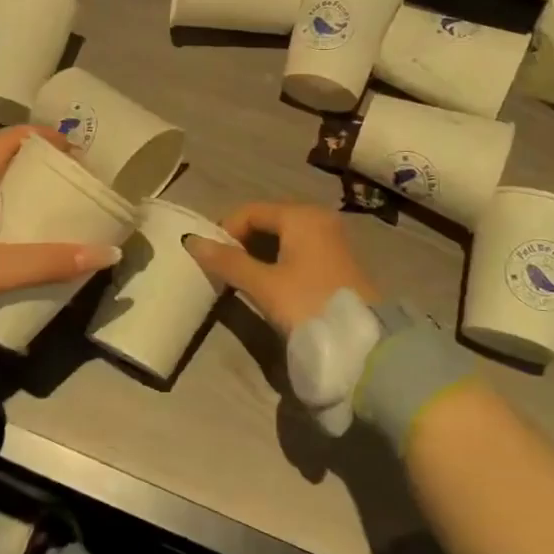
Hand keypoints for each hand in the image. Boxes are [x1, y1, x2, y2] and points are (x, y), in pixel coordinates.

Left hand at [0, 126, 122, 327]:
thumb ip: (47, 262)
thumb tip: (107, 252)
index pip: (9, 141)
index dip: (43, 137)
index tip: (77, 150)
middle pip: (7, 168)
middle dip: (43, 172)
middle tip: (78, 186)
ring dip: (29, 202)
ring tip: (64, 216)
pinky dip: (15, 229)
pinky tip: (33, 251)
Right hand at [183, 201, 379, 334]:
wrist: (362, 343)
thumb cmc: (309, 304)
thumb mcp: (264, 285)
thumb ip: (228, 262)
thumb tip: (191, 241)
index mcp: (300, 215)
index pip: (249, 211)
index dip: (225, 231)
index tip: (210, 260)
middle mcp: (317, 218)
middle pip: (266, 220)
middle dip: (241, 242)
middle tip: (224, 270)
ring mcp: (330, 238)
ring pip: (282, 236)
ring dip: (258, 253)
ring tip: (242, 279)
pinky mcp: (336, 260)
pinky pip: (297, 249)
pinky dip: (277, 260)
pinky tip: (268, 283)